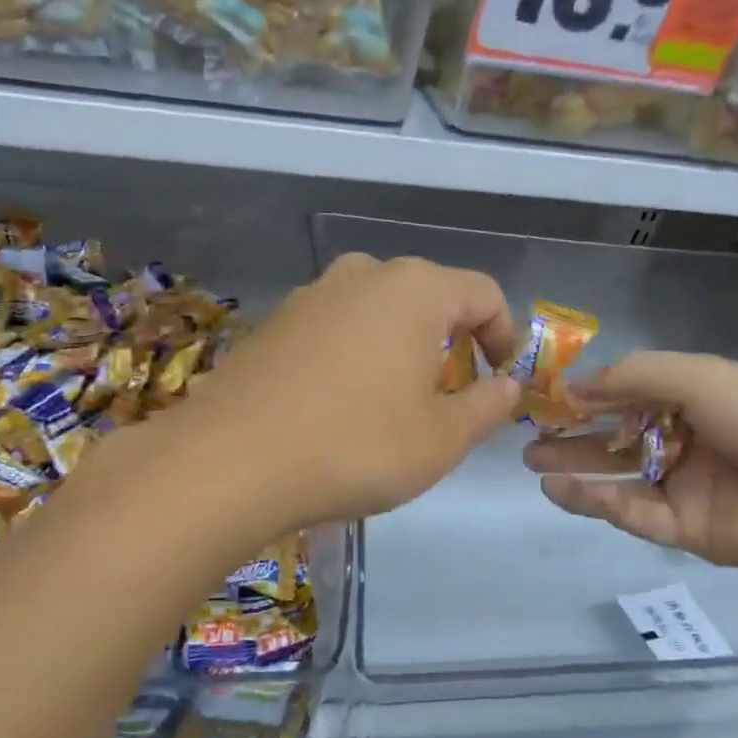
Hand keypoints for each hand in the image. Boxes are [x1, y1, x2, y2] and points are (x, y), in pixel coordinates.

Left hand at [183, 253, 521, 531]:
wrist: (230, 462)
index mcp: (415, 289)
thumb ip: (487, 406)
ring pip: (379, 313)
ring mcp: (312, 295)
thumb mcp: (441, 439)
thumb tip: (507, 385)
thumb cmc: (356, 447)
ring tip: (396, 405)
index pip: (483, 293)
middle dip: (452, 343)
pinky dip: (357, 356)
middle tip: (451, 398)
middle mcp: (363, 275)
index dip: (505, 336)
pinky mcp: (275, 323)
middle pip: (429, 298)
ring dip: (402, 349)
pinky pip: (337, 329)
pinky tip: (341, 406)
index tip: (501, 381)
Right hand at [523, 352, 737, 581]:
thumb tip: (575, 386)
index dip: (592, 392)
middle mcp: (689, 440)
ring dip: (577, 467)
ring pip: (619, 475)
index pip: (634, 393)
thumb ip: (636, 378)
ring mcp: (686, 486)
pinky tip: (558, 489)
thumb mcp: (704, 378)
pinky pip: (632, 512)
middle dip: (574, 433)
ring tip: (532, 461)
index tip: (549, 392)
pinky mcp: (685, 529)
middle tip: (529, 433)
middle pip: (619, 435)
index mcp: (699, 399)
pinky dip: (595, 502)